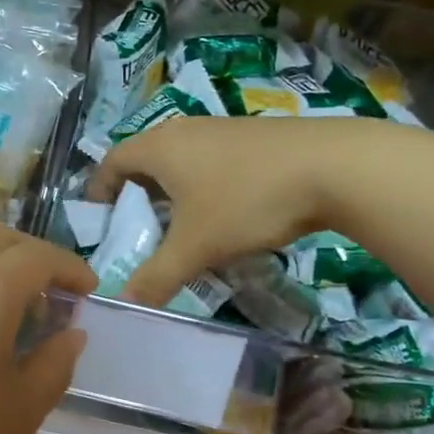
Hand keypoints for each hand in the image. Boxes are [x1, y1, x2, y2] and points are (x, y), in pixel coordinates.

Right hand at [88, 116, 399, 306]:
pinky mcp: (252, 137)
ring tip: (180, 229)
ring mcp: (221, 129)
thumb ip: (156, 277)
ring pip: (180, 162)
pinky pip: (210, 161)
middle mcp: (184, 130)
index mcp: (159, 147)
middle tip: (138, 232)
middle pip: (144, 160)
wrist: (334, 166)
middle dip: (136, 197)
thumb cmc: (247, 200)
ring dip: (172, 193)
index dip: (99, 191)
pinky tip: (225, 215)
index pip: (111, 162)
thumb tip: (124, 304)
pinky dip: (202, 187)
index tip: (100, 220)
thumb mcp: (196, 246)